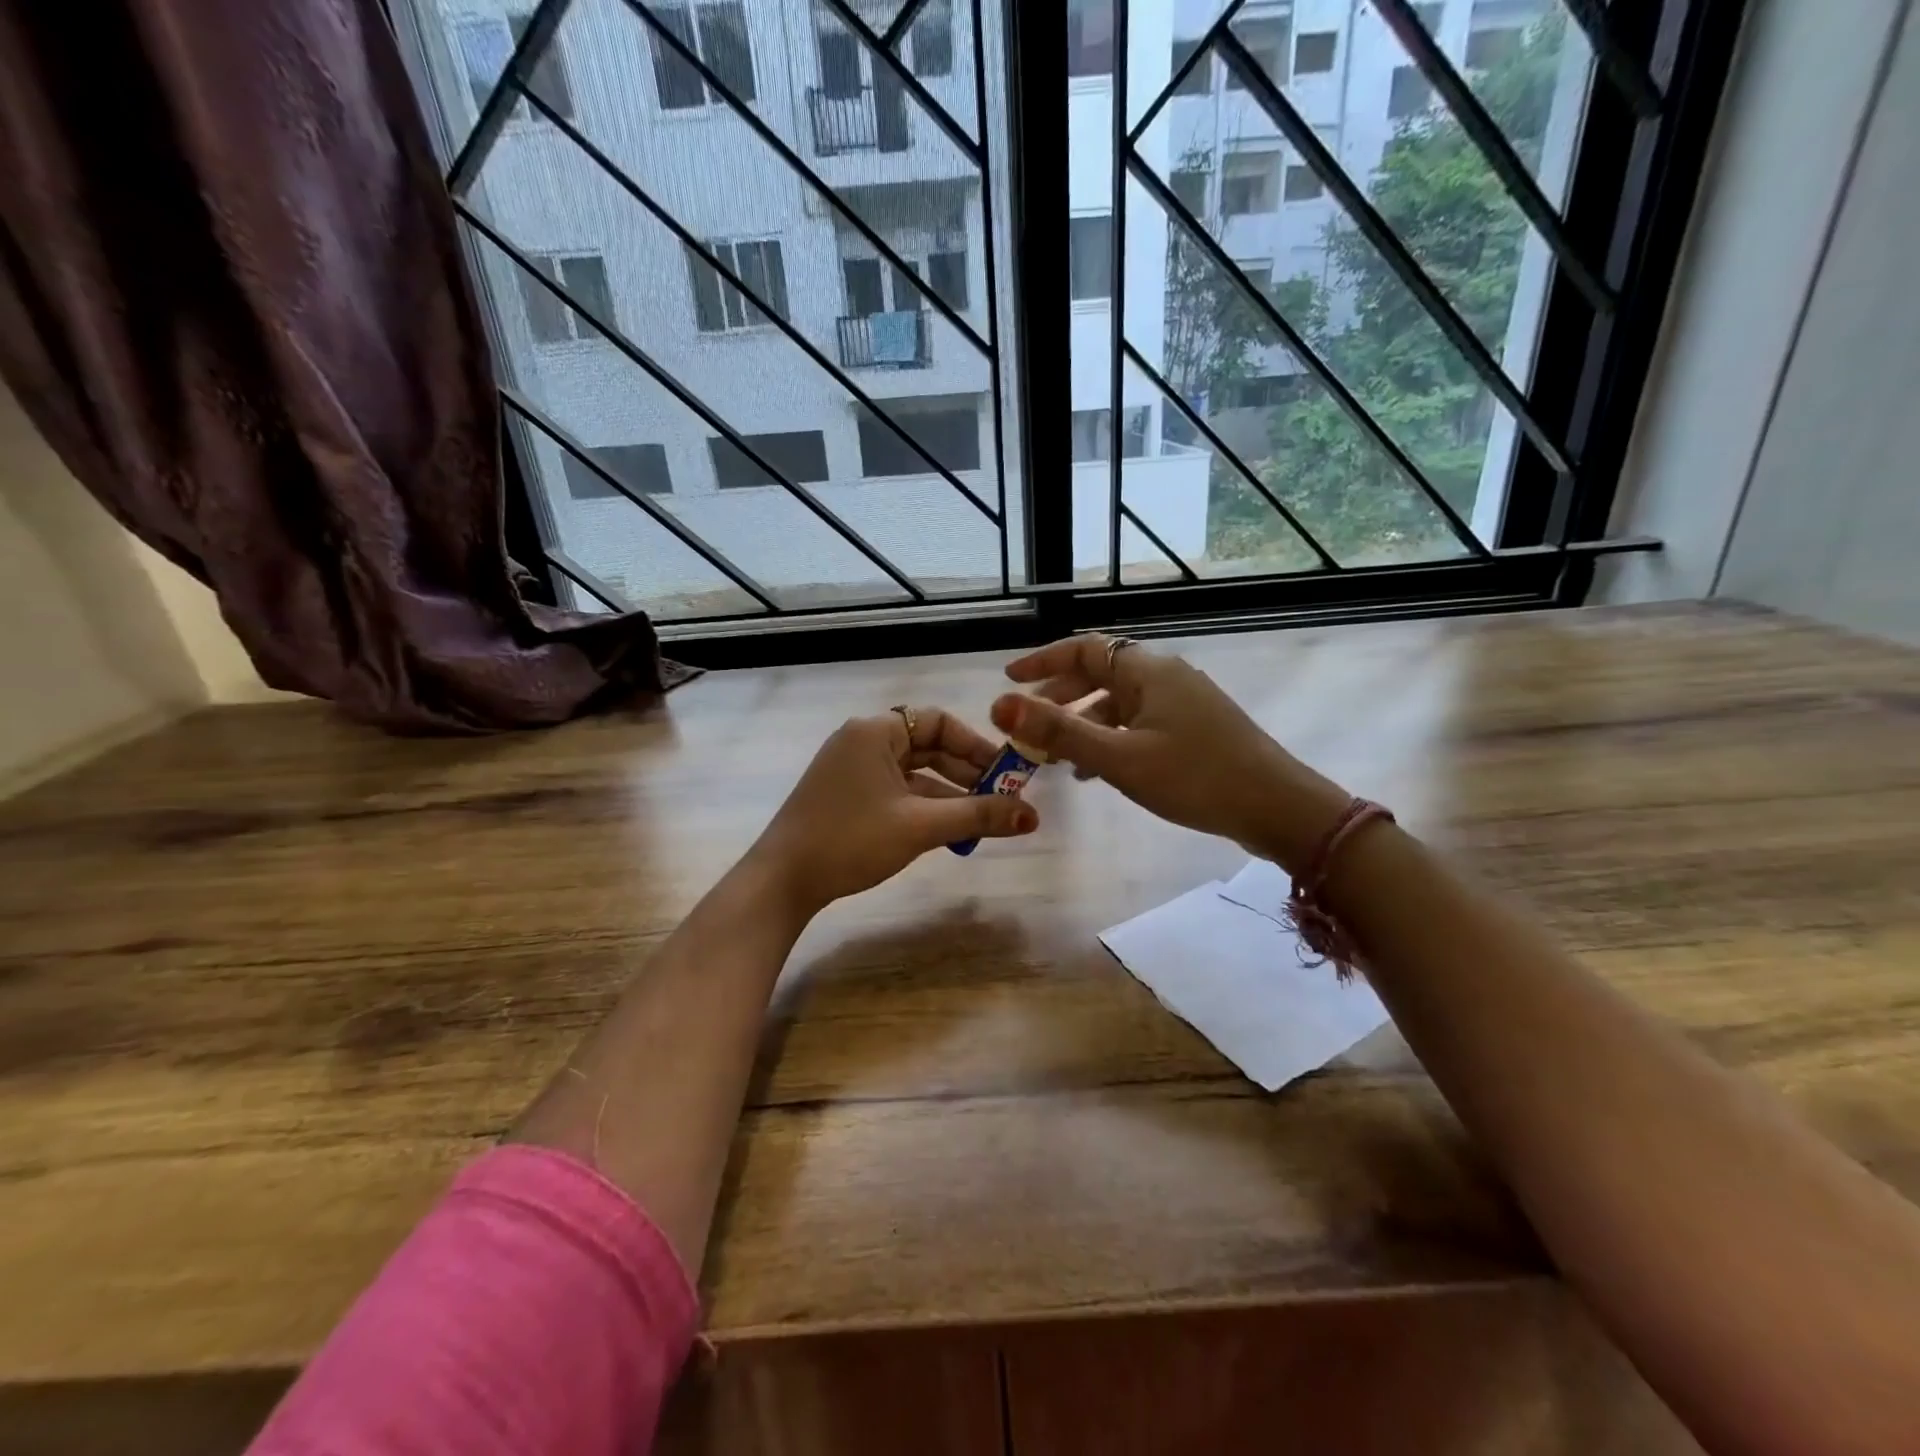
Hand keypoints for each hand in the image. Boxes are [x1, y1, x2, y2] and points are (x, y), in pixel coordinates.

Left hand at [746, 707, 1036, 916]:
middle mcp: (863, 741)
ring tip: (984, 822)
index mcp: (876, 731)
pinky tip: (949, 832)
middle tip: (1003, 800)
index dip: (977, 746)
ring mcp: (852, 770)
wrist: (782, 881)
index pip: (939, 722)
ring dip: (949, 796)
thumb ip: (977, 815)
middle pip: (928, 747)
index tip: (1006, 774)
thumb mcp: (920, 826)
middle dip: (967, 774)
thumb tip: (1033, 816)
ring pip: (914, 774)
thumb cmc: (851, 840)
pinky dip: (924, 808)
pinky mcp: (847, 796)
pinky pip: (897, 792)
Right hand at [989, 636, 1348, 871]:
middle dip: (1059, 696)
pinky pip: (1139, 723)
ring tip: (1055, 758)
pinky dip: (1110, 738)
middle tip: (1028, 724)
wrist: (1277, 807)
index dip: (1042, 660)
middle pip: (1100, 674)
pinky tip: (1097, 770)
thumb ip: (1059, 732)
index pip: (1083, 649)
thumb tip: (1000, 704)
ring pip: (1119, 702)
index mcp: (1147, 671)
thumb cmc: (1194, 777)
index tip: (1009, 679)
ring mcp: (1183, 702)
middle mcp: (1165, 677)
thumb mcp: (1119, 758)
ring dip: (1083, 723)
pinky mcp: (1195, 728)